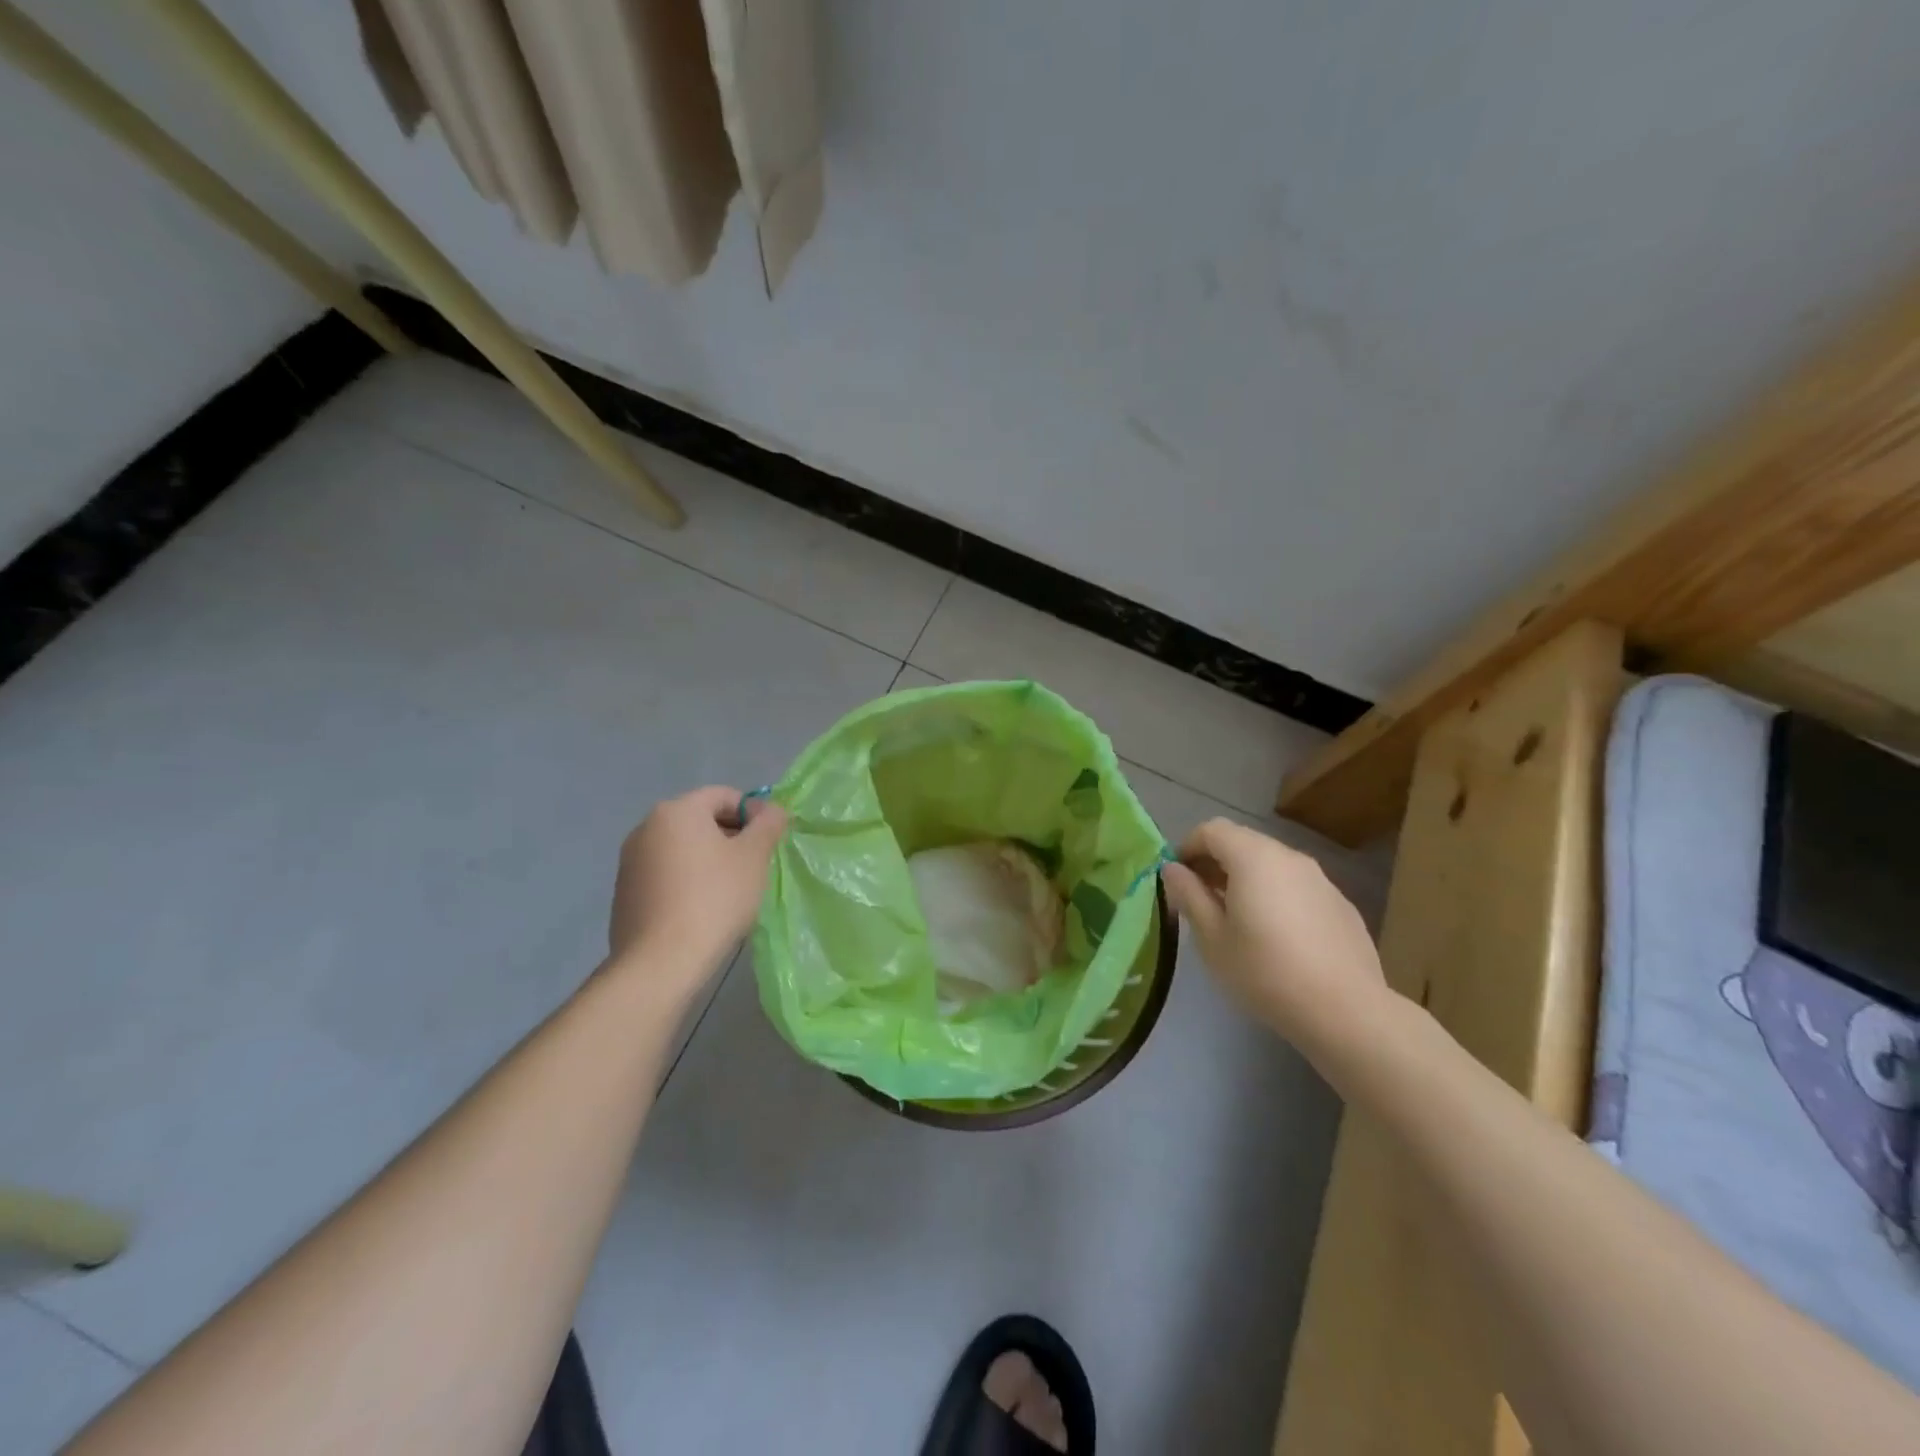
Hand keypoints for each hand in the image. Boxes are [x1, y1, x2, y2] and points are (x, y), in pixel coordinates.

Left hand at [607, 786, 788, 991]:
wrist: (660, 962)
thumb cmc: (714, 899)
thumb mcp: (754, 857)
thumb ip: (768, 824)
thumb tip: (772, 810)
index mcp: (677, 810)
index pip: (723, 795)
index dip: (753, 813)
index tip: (769, 841)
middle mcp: (646, 827)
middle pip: (700, 820)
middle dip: (731, 836)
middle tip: (755, 866)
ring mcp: (630, 861)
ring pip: (682, 848)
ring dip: (709, 859)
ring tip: (730, 890)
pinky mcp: (625, 892)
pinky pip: (665, 874)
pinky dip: (687, 881)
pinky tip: (702, 909)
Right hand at [1161, 818, 1387, 1053]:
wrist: (1346, 1011)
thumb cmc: (1265, 972)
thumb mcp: (1212, 937)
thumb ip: (1189, 895)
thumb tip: (1172, 870)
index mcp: (1253, 857)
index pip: (1211, 830)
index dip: (1187, 848)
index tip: (1177, 880)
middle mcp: (1289, 857)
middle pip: (1243, 842)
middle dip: (1216, 863)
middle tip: (1201, 901)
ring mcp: (1320, 879)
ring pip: (1272, 865)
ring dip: (1247, 880)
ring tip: (1237, 920)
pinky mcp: (1341, 904)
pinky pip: (1297, 887)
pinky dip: (1277, 897)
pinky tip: (1278, 938)